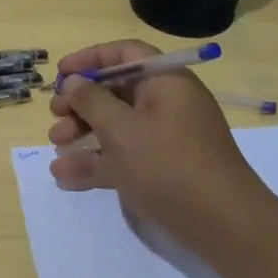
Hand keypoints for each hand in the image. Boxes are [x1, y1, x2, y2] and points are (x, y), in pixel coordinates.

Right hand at [48, 40, 269, 242]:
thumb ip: (91, 101)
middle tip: (55, 116)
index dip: (90, 59)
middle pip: (118, 92)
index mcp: (166, 82)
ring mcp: (166, 140)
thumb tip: (74, 82)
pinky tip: (65, 177)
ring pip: (117, 127)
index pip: (126, 54)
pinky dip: (97, 163)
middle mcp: (167, 105)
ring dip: (84, 135)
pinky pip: (124, 158)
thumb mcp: (121, 129)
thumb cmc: (168, 164)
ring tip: (55, 148)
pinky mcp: (163, 171)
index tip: (60, 74)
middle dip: (81, 104)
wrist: (222, 224)